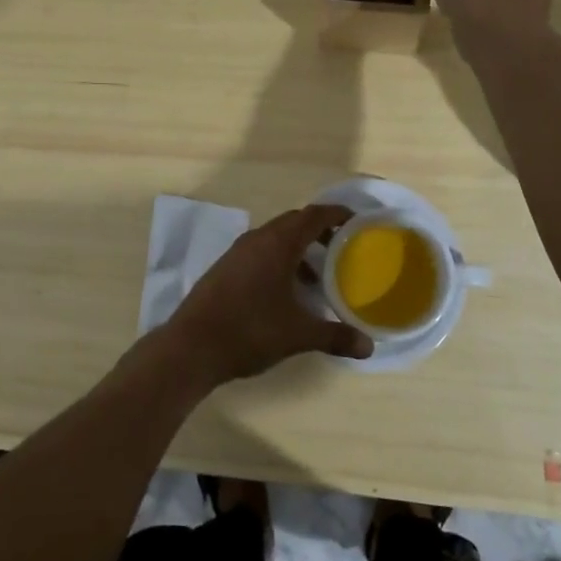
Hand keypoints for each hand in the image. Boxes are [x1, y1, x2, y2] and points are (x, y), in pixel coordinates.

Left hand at [161, 205, 370, 387]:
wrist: (192, 346)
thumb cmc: (250, 331)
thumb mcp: (298, 335)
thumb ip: (334, 336)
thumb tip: (368, 346)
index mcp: (277, 244)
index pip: (312, 216)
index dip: (336, 214)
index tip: (356, 221)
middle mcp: (257, 240)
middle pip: (293, 223)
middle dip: (319, 231)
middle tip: (341, 248)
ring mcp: (237, 253)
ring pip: (274, 239)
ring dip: (298, 250)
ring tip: (317, 277)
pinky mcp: (224, 269)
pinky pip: (259, 253)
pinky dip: (279, 262)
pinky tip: (285, 293)